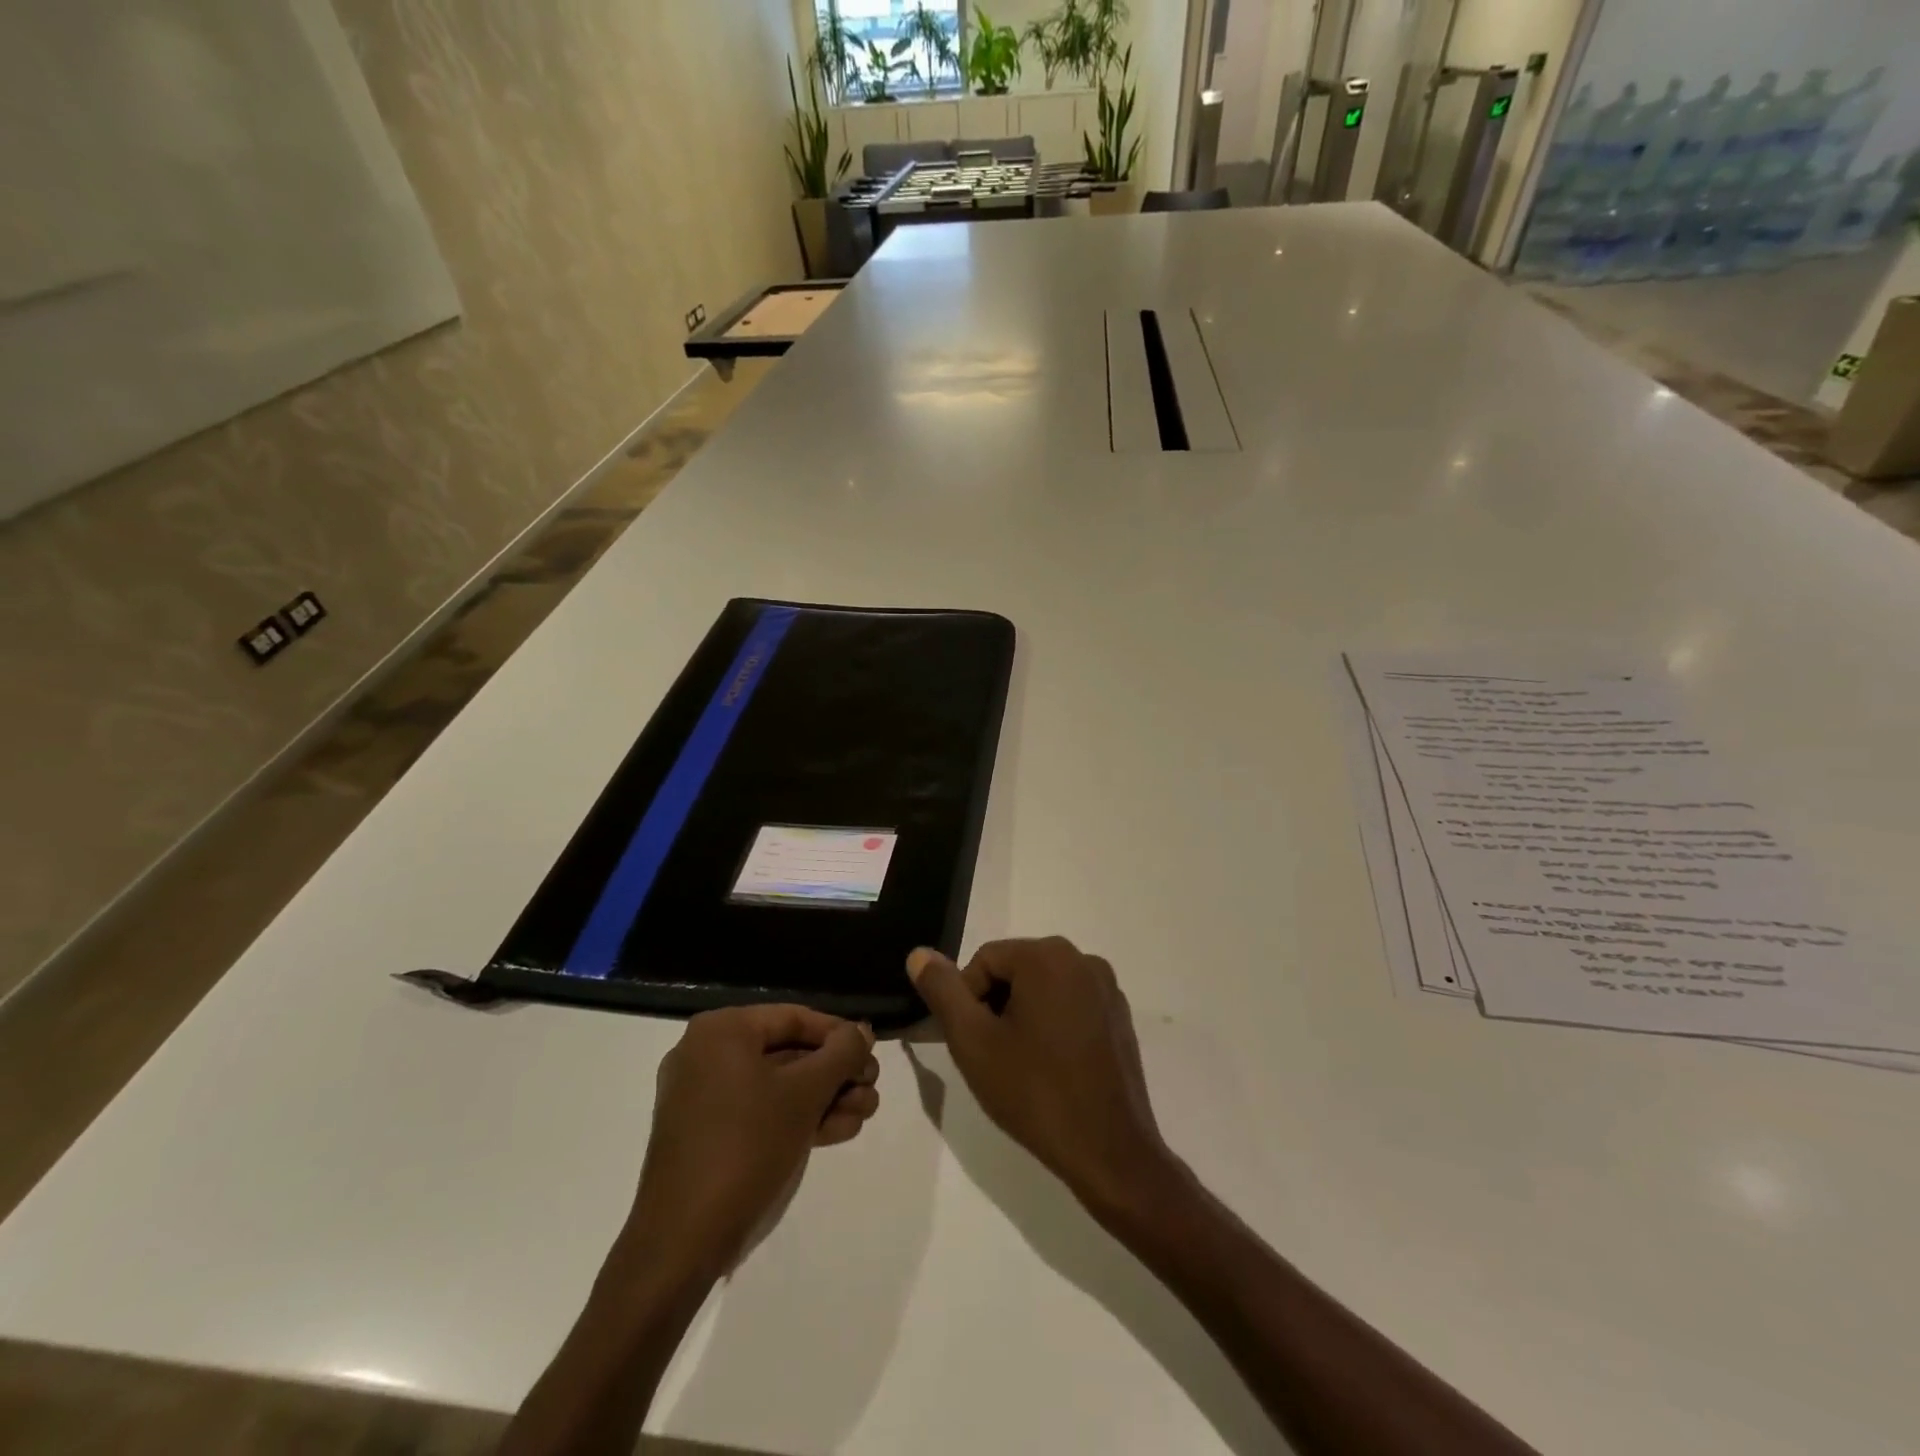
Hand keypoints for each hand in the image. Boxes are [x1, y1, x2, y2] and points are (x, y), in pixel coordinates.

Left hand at [624, 1006, 877, 1275]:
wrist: (683, 1241)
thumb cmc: (746, 1146)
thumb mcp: (805, 1093)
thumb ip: (841, 1054)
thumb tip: (861, 1031)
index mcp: (722, 1031)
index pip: (794, 1018)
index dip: (839, 1034)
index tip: (872, 1053)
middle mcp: (708, 1054)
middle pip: (788, 1052)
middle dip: (836, 1072)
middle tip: (872, 1087)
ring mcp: (704, 1097)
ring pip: (778, 1085)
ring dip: (825, 1097)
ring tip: (865, 1113)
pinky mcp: (707, 1135)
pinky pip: (760, 1112)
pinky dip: (798, 1118)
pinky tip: (840, 1130)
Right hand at [908, 937, 1173, 1218]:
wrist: (1110, 1153)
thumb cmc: (1035, 1093)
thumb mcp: (974, 1042)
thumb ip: (943, 991)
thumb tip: (919, 953)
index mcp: (1048, 956)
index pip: (984, 961)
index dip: (966, 1001)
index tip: (972, 1045)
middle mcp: (1083, 959)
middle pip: (1015, 970)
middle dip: (995, 1007)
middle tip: (992, 1057)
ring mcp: (1107, 988)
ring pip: (1042, 989)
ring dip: (1022, 1017)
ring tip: (1020, 1066)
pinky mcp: (1120, 1017)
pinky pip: (1071, 1005)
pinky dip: (1052, 1027)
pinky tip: (1051, 1070)